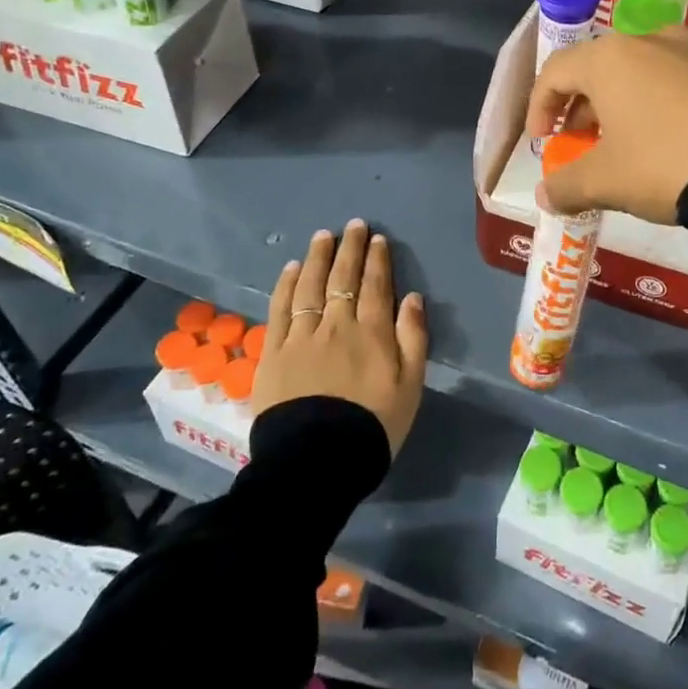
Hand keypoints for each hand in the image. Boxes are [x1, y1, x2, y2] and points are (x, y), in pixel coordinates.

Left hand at [255, 219, 428, 455]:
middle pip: (343, 278)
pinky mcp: (274, 352)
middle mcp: (336, 325)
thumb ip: (413, 339)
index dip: (377, 260)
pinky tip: (292, 268)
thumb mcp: (410, 387)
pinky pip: (280, 308)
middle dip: (349, 248)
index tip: (376, 239)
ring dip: (318, 257)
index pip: (376, 286)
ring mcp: (302, 336)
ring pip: (310, 286)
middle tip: (353, 225)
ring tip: (323, 236)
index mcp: (372, 333)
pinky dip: (287, 285)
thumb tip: (413, 298)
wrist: (316, 463)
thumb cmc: (372, 427)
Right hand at [527, 26, 687, 222]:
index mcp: (610, 58)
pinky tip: (669, 139)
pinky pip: (676, 79)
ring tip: (625, 143)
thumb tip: (545, 196)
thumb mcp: (606, 182)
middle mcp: (649, 40)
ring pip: (639, 71)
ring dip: (620, 104)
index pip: (556, 72)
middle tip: (581, 143)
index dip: (540, 107)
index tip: (543, 142)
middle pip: (598, 68)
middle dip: (582, 107)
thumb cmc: (665, 163)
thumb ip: (566, 185)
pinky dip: (658, 103)